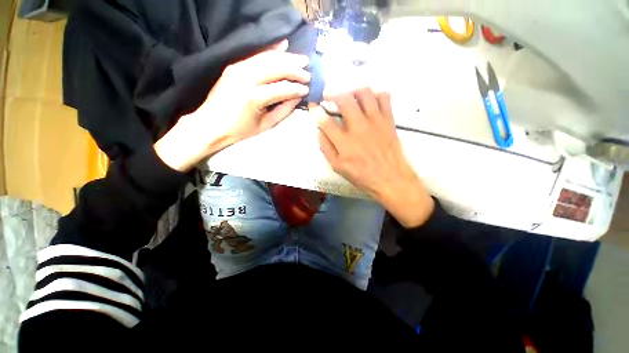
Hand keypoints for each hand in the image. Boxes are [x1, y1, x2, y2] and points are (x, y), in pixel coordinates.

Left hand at [155, 40, 309, 171]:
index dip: (296, 88)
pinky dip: (271, 50)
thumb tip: (297, 97)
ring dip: (287, 58)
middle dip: (295, 69)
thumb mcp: (266, 124)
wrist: (210, 124)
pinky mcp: (234, 65)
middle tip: (308, 72)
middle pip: (276, 68)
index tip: (307, 89)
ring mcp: (238, 68)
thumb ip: (284, 110)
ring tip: (302, 60)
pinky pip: (256, 55)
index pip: (282, 88)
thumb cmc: (240, 130)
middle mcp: (246, 78)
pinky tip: (283, 45)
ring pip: (268, 58)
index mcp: (254, 97)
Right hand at [311, 88, 433, 227]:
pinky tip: (369, 101)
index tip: (312, 104)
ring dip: (353, 91)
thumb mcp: (338, 168)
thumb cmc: (362, 176)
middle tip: (328, 95)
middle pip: (344, 100)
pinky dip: (375, 94)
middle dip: (332, 93)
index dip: (316, 110)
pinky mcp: (388, 120)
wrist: (391, 179)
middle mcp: (359, 128)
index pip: (326, 121)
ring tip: (349, 96)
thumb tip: (318, 131)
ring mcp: (375, 122)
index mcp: (344, 143)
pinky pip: (384, 97)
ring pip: (364, 93)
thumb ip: (326, 149)